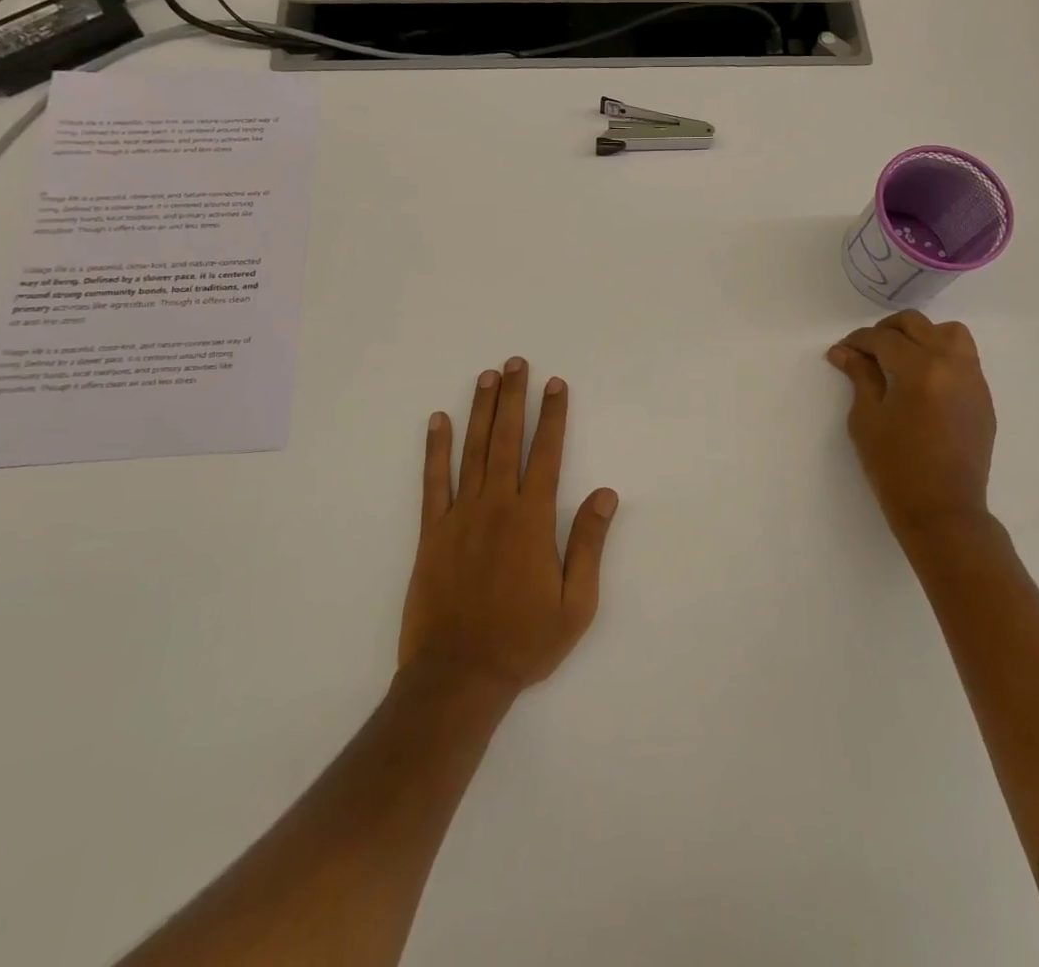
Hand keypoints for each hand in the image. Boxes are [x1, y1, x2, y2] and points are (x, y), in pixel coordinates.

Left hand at [399, 358, 619, 697]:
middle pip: (507, 439)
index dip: (553, 416)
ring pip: (473, 450)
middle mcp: (497, 506)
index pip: (548, 454)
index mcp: (533, 520)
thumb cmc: (524, 641)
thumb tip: (606, 494)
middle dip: (514, 398)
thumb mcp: (575, 603)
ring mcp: (460, 515)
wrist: (459, 676)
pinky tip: (438, 421)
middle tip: (517, 363)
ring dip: (480, 410)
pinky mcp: (432, 531)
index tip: (555, 384)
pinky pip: (433, 481)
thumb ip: (589, 543)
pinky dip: (435, 448)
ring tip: (486, 376)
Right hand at [827, 311, 996, 543]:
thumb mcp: (867, 419)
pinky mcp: (982, 397)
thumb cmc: (896, 467)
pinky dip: (940, 354)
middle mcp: (952, 364)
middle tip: (866, 351)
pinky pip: (963, 357)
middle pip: (917, 325)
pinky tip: (921, 379)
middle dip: (886, 331)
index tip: (841, 351)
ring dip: (920, 335)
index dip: (858, 341)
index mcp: (920, 369)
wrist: (943, 510)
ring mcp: (973, 379)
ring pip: (948, 333)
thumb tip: (844, 351)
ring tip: (900, 357)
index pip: (884, 338)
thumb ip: (860, 376)